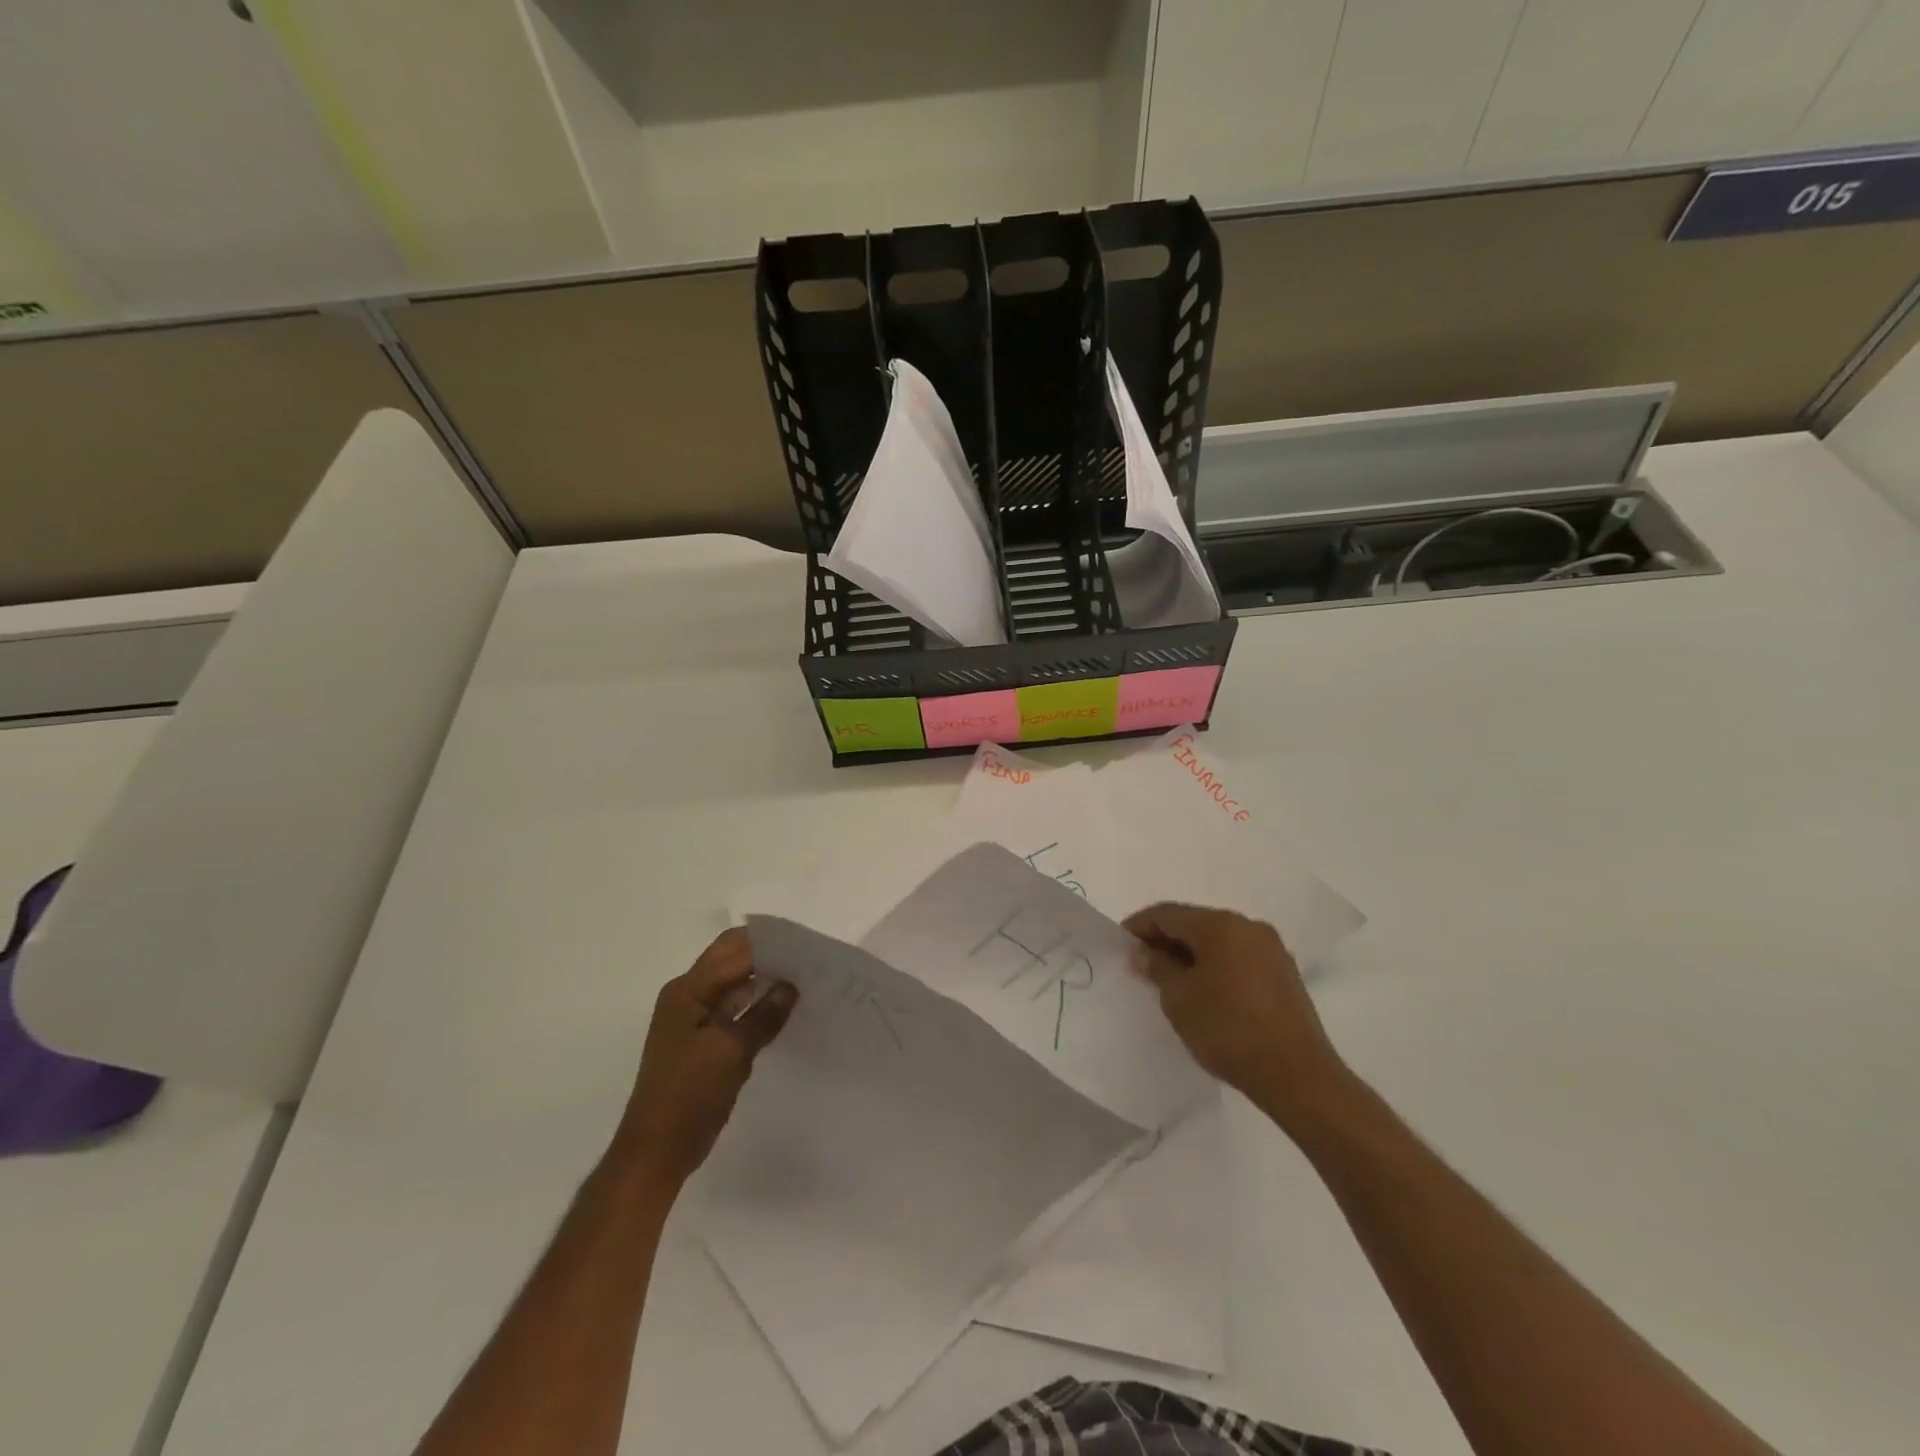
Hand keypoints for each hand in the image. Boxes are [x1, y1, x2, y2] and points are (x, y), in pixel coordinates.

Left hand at [614, 929, 796, 1188]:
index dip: (769, 945)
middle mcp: (688, 995)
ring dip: (764, 979)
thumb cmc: (688, 1095)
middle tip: (807, 959)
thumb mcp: (731, 1051)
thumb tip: (791, 986)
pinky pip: (735, 1009)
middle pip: (732, 960)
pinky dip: (757, 1004)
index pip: (734, 951)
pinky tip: (784, 1009)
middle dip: (767, 955)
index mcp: (688, 989)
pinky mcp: (704, 1040)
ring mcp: (694, 1018)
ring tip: (804, 979)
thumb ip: (763, 1015)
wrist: (656, 1151)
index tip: (806, 945)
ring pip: (735, 983)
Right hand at [1124, 902, 1346, 1126]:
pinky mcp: (1283, 973)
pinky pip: (1237, 957)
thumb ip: (1158, 968)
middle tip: (1141, 962)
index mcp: (1221, 925)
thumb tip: (1144, 952)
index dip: (1140, 926)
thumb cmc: (1228, 1030)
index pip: (1168, 914)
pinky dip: (1214, 965)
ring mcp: (1271, 949)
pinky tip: (1202, 989)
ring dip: (1190, 953)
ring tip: (1168, 978)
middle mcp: (1248, 927)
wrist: (1297, 1076)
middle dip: (1165, 939)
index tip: (1120, 944)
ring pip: (1218, 940)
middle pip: (1195, 923)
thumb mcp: (1179, 999)